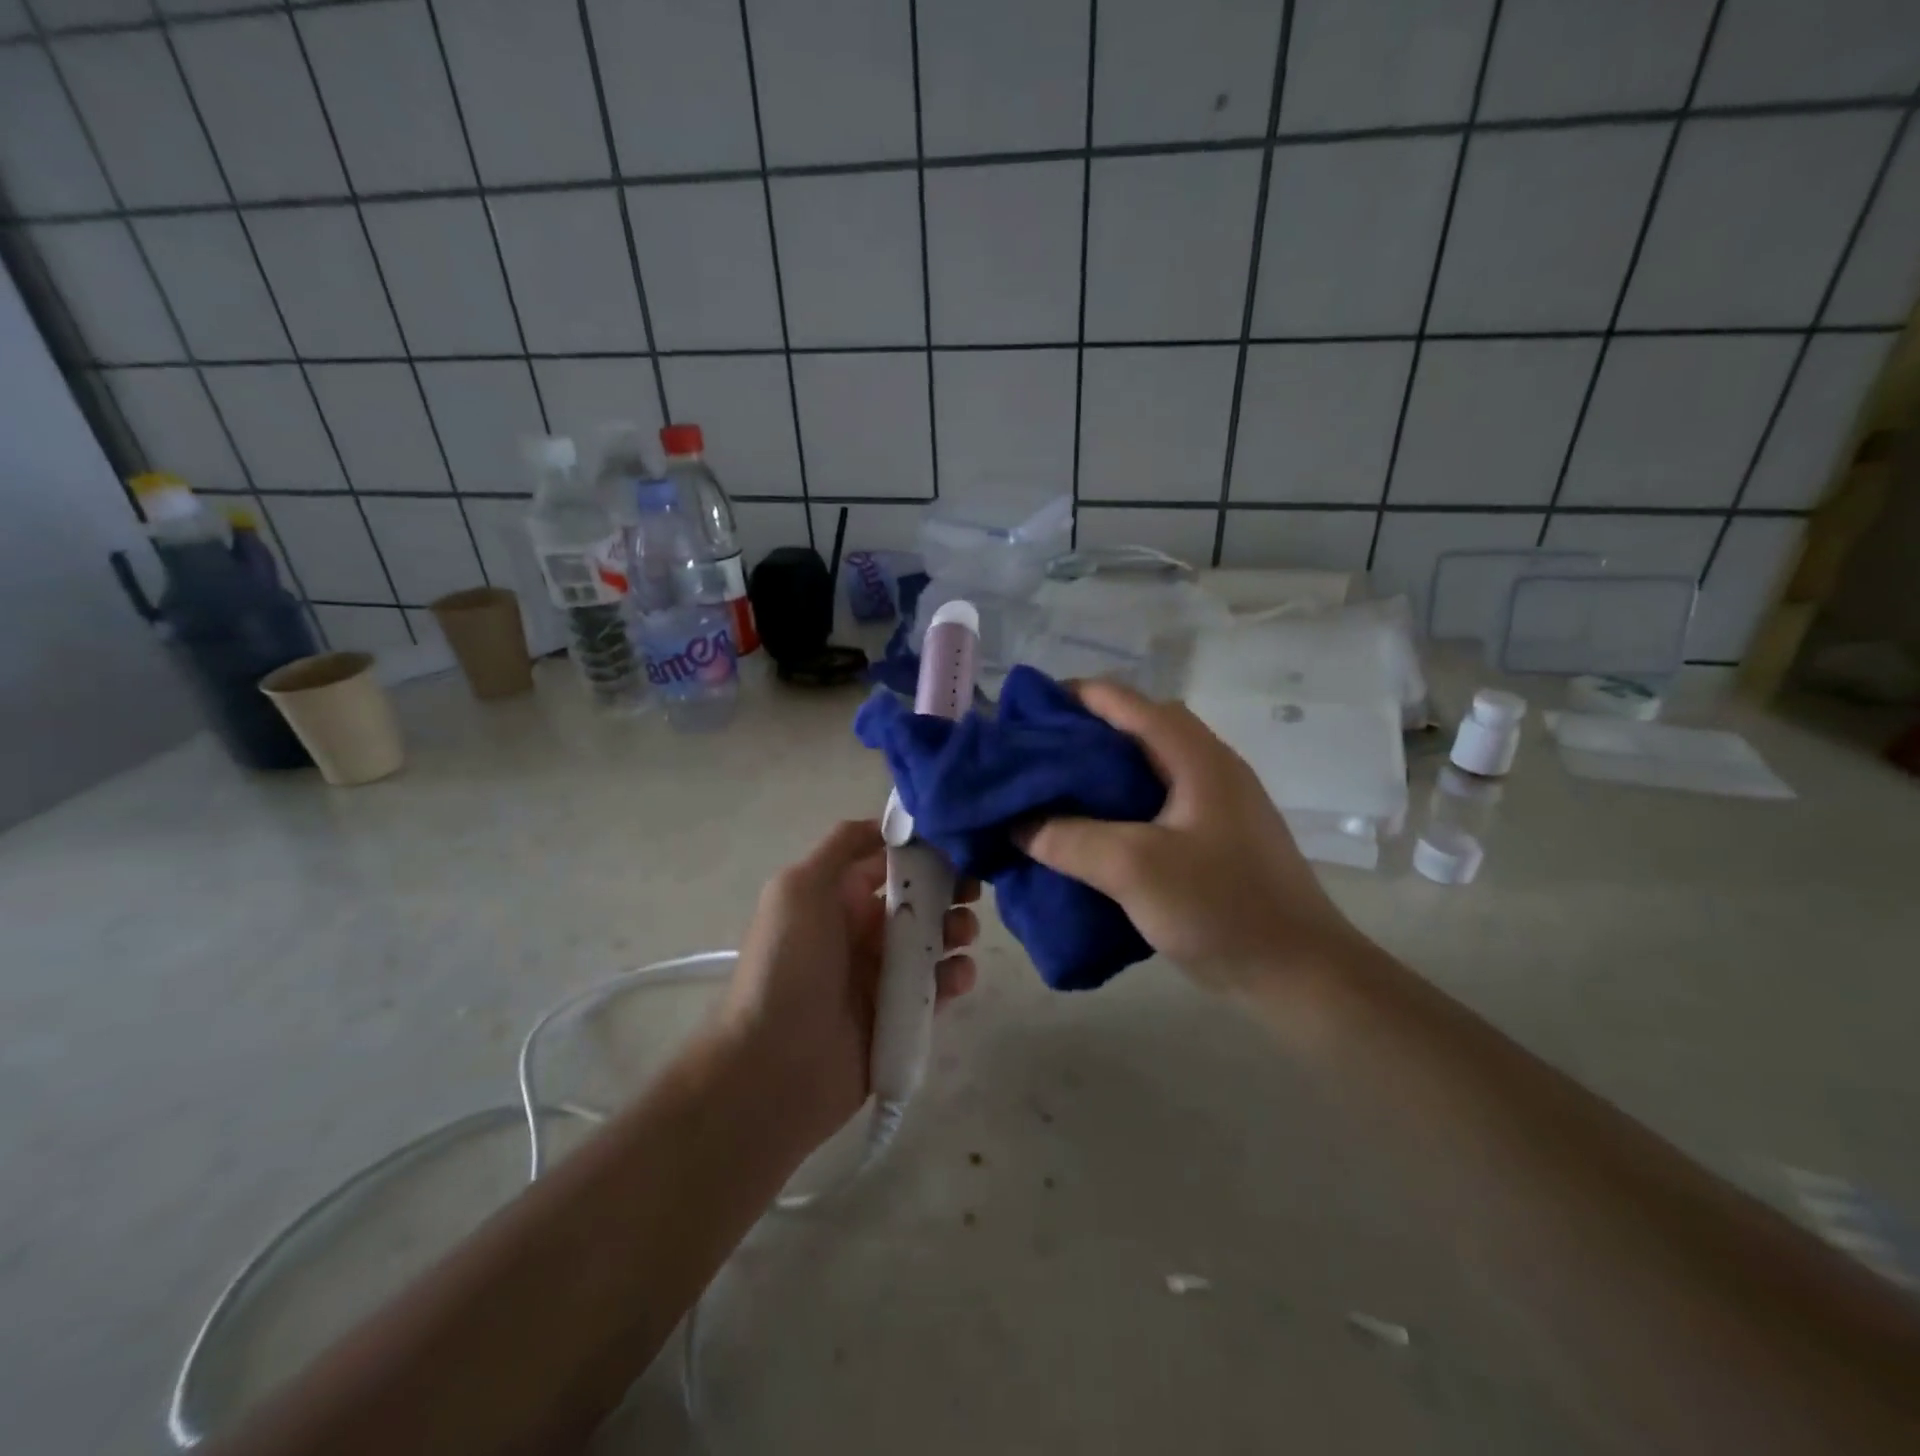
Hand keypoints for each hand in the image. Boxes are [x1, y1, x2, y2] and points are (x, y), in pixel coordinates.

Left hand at [722, 820, 979, 1143]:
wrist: (774, 1067)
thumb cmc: (787, 965)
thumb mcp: (798, 887)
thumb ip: (842, 846)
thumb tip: (888, 824)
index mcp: (837, 896)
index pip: (887, 859)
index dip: (921, 847)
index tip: (957, 840)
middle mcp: (861, 929)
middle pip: (918, 897)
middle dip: (949, 886)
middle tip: (972, 889)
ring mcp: (882, 974)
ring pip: (934, 939)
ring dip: (957, 928)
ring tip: (963, 934)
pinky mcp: (901, 1014)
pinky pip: (938, 986)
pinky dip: (955, 975)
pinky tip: (958, 976)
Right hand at [1019, 681, 1368, 996]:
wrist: (1299, 974)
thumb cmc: (1221, 908)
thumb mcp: (1134, 868)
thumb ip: (1069, 839)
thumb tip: (1017, 823)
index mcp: (1195, 755)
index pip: (1124, 701)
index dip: (1070, 697)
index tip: (1022, 717)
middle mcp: (1206, 766)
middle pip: (1133, 729)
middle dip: (1078, 735)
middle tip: (1030, 759)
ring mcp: (1213, 803)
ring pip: (1142, 769)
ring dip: (1096, 774)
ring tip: (1049, 794)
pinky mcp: (1212, 837)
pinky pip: (1152, 804)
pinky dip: (1115, 807)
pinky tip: (1088, 834)